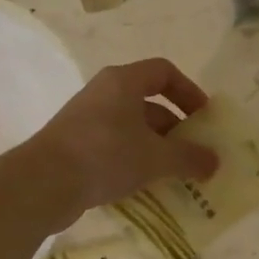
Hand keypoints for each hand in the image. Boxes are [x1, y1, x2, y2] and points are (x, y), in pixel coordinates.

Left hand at [24, 58, 219, 225]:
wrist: (44, 183)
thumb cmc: (105, 155)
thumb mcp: (155, 158)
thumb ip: (188, 158)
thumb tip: (215, 162)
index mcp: (123, 82)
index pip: (164, 72)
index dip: (189, 92)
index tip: (204, 118)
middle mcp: (103, 93)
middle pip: (148, 102)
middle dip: (175, 128)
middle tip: (192, 153)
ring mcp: (86, 119)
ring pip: (131, 127)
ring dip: (155, 148)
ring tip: (173, 175)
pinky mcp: (75, 145)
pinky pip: (113, 146)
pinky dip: (133, 161)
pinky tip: (144, 186)